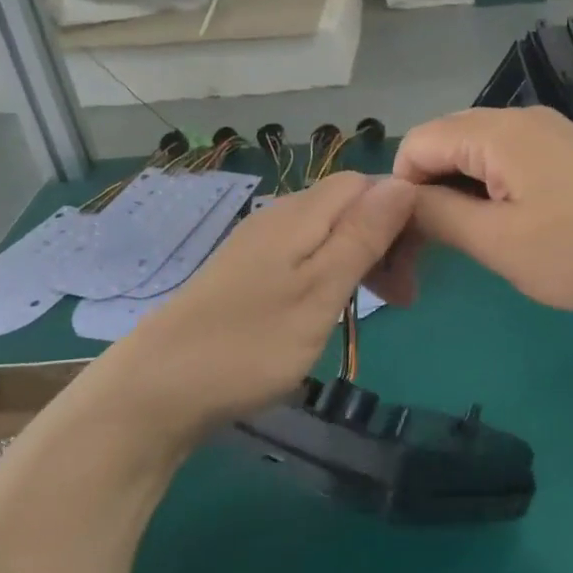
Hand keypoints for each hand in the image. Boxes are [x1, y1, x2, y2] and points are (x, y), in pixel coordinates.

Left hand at [104, 172, 416, 443]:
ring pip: (328, 233)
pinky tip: (329, 310)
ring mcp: (259, 245)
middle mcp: (280, 216)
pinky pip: (304, 255)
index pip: (366, 184)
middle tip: (401, 298)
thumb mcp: (321, 291)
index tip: (415, 264)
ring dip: (361, 261)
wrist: (157, 390)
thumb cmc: (251, 343)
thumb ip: (363, 235)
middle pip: (348, 206)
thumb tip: (403, 182)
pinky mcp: (246, 273)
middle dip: (384, 240)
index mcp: (301, 213)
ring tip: (374, 309)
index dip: (400, 213)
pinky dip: (330, 275)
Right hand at [389, 106, 572, 316]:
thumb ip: (436, 214)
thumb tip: (397, 199)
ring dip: (458, 191)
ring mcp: (547, 130)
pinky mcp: (565, 149)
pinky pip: (506, 157)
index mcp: (497, 130)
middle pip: (444, 142)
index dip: (402, 191)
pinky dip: (489, 187)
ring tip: (471, 239)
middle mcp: (519, 116)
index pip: (417, 143)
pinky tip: (505, 222)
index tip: (410, 241)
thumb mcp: (498, 242)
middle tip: (432, 249)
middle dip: (427, 190)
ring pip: (474, 151)